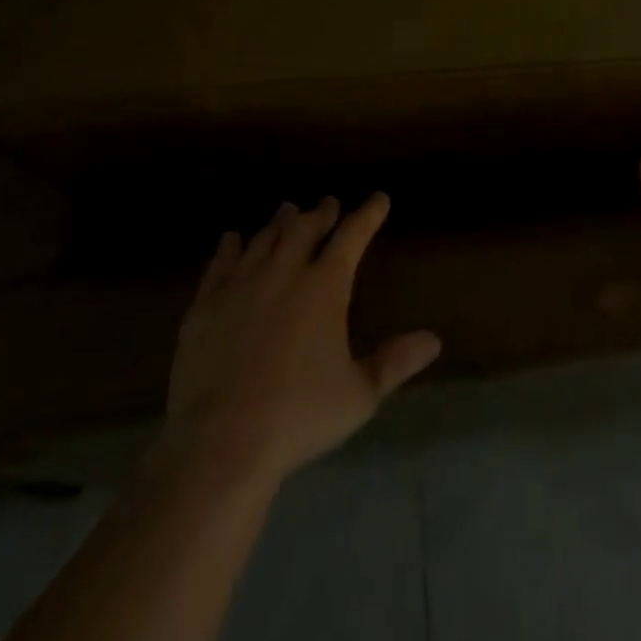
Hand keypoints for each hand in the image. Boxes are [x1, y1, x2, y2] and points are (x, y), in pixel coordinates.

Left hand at [156, 193, 439, 485]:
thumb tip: (434, 340)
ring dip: (280, 222)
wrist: (222, 441)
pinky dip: (230, 246)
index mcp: (325, 286)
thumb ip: (396, 362)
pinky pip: (221, 263)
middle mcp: (285, 272)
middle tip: (329, 202)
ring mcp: (242, 284)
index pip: (353, 236)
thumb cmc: (300, 415)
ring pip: (265, 238)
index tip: (379, 199)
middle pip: (306, 228)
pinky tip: (232, 238)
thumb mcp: (359, 394)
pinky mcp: (206, 304)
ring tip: (288, 210)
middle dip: (322, 212)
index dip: (368, 214)